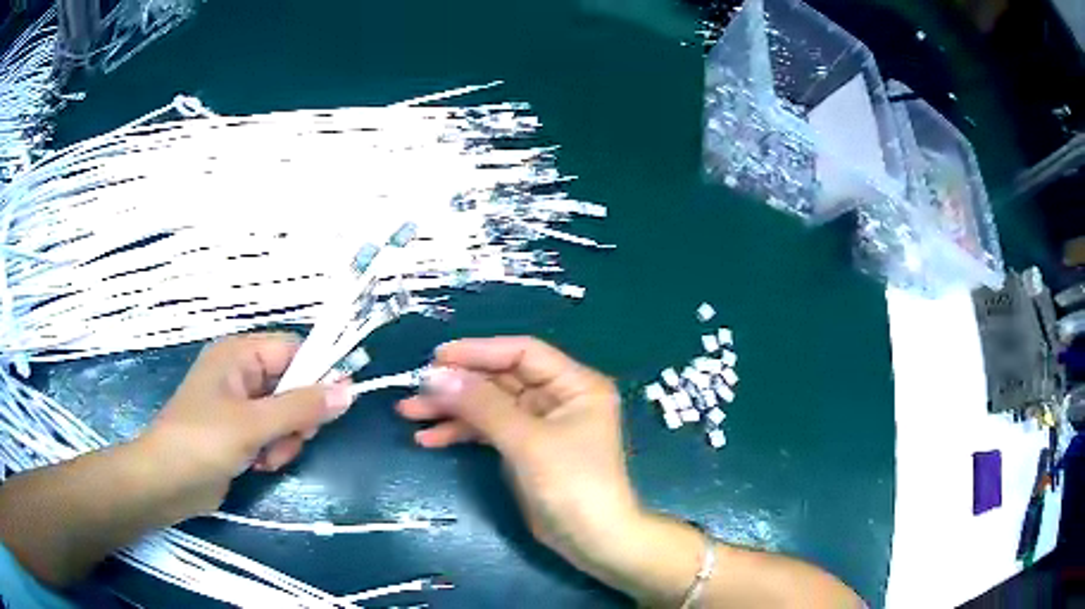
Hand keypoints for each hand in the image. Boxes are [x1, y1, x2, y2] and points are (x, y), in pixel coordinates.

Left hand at [142, 332, 353, 517]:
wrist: (167, 483)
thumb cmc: (202, 441)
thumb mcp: (253, 424)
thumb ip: (301, 408)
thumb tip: (349, 391)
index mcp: (239, 355)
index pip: (293, 350)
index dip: (318, 373)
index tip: (335, 405)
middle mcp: (241, 374)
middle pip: (292, 385)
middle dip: (296, 418)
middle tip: (290, 439)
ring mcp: (240, 405)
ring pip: (286, 415)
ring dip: (285, 440)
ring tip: (266, 457)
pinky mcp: (239, 432)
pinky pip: (272, 434)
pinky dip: (273, 451)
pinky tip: (258, 465)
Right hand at [396, 336, 641, 572]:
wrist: (592, 540)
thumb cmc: (571, 484)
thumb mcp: (527, 441)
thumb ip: (482, 405)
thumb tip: (436, 374)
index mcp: (574, 384)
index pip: (522, 352)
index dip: (479, 351)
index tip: (436, 358)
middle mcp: (558, 397)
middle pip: (500, 379)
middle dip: (457, 385)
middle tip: (415, 389)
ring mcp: (539, 424)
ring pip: (489, 406)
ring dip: (451, 409)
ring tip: (409, 413)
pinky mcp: (525, 449)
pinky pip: (489, 431)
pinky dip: (461, 433)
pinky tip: (428, 438)